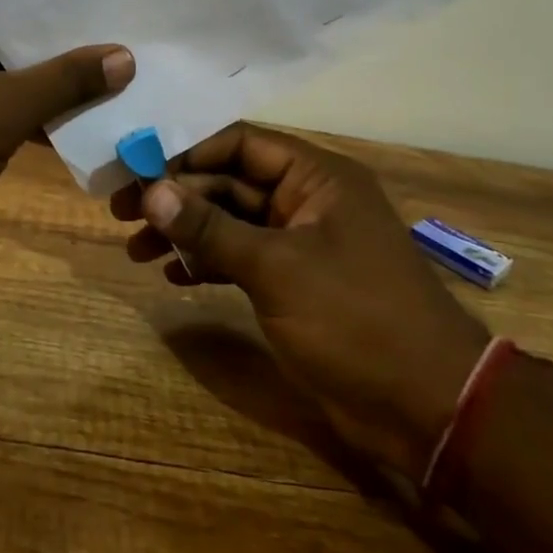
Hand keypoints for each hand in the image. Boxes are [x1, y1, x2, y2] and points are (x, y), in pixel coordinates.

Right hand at [114, 123, 489, 476]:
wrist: (430, 409)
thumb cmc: (356, 319)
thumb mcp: (276, 268)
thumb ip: (210, 228)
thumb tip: (150, 191)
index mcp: (316, 177)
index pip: (239, 143)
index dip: (186, 153)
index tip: (137, 170)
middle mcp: (308, 200)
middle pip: (229, 182)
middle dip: (177, 198)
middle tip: (122, 215)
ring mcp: (302, 244)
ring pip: (232, 222)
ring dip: (186, 232)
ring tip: (137, 250)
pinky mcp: (296, 284)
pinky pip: (242, 258)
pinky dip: (209, 262)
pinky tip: (174, 275)